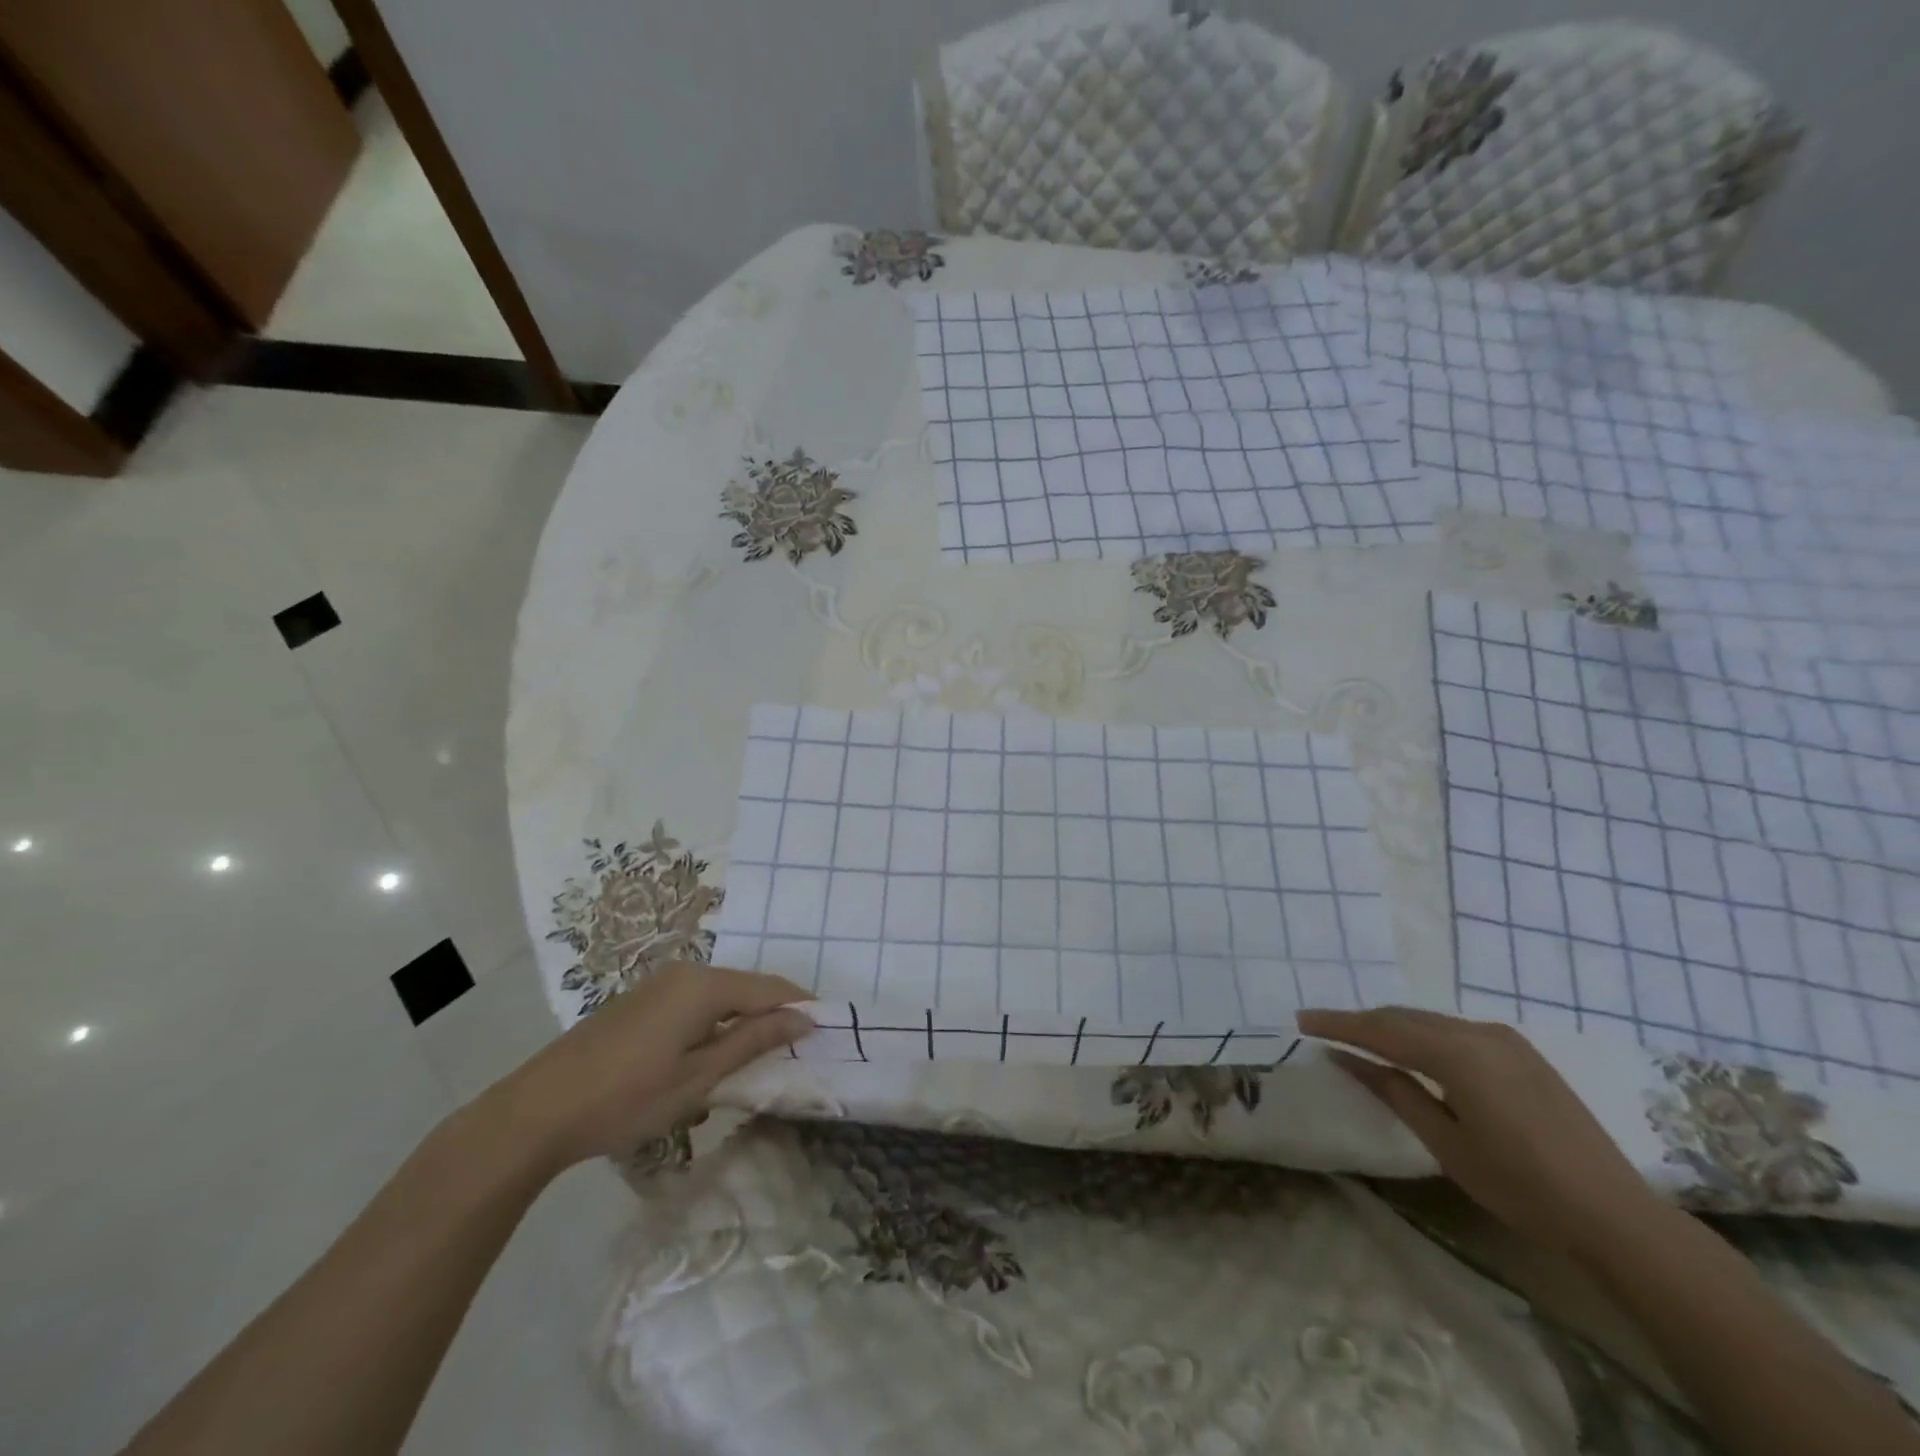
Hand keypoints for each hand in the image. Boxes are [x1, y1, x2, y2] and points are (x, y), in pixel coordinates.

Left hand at [484, 963, 811, 1174]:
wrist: (538, 1110)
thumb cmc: (627, 1098)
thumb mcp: (699, 1076)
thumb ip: (753, 1041)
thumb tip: (802, 1018)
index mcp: (704, 985)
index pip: (769, 988)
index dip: (800, 1006)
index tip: (827, 1029)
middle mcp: (685, 972)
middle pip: (745, 988)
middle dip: (773, 1014)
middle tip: (796, 1047)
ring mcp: (659, 984)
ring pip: (719, 995)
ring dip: (743, 1020)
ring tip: (760, 1055)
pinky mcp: (641, 1001)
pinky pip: (694, 1002)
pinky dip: (715, 1022)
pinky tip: (713, 1053)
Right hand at [1298, 1006, 1661, 1258]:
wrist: (1616, 1215)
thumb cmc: (1521, 1187)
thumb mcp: (1446, 1142)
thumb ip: (1393, 1091)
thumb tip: (1345, 1058)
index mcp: (1457, 1054)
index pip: (1382, 1030)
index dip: (1338, 1024)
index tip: (1300, 1020)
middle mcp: (1479, 1032)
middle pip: (1404, 1017)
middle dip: (1361, 1021)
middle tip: (1322, 1028)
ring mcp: (1504, 1038)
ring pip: (1429, 1020)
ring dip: (1391, 1026)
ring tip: (1358, 1038)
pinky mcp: (1520, 1051)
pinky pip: (1454, 1029)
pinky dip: (1422, 1034)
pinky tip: (1410, 1050)